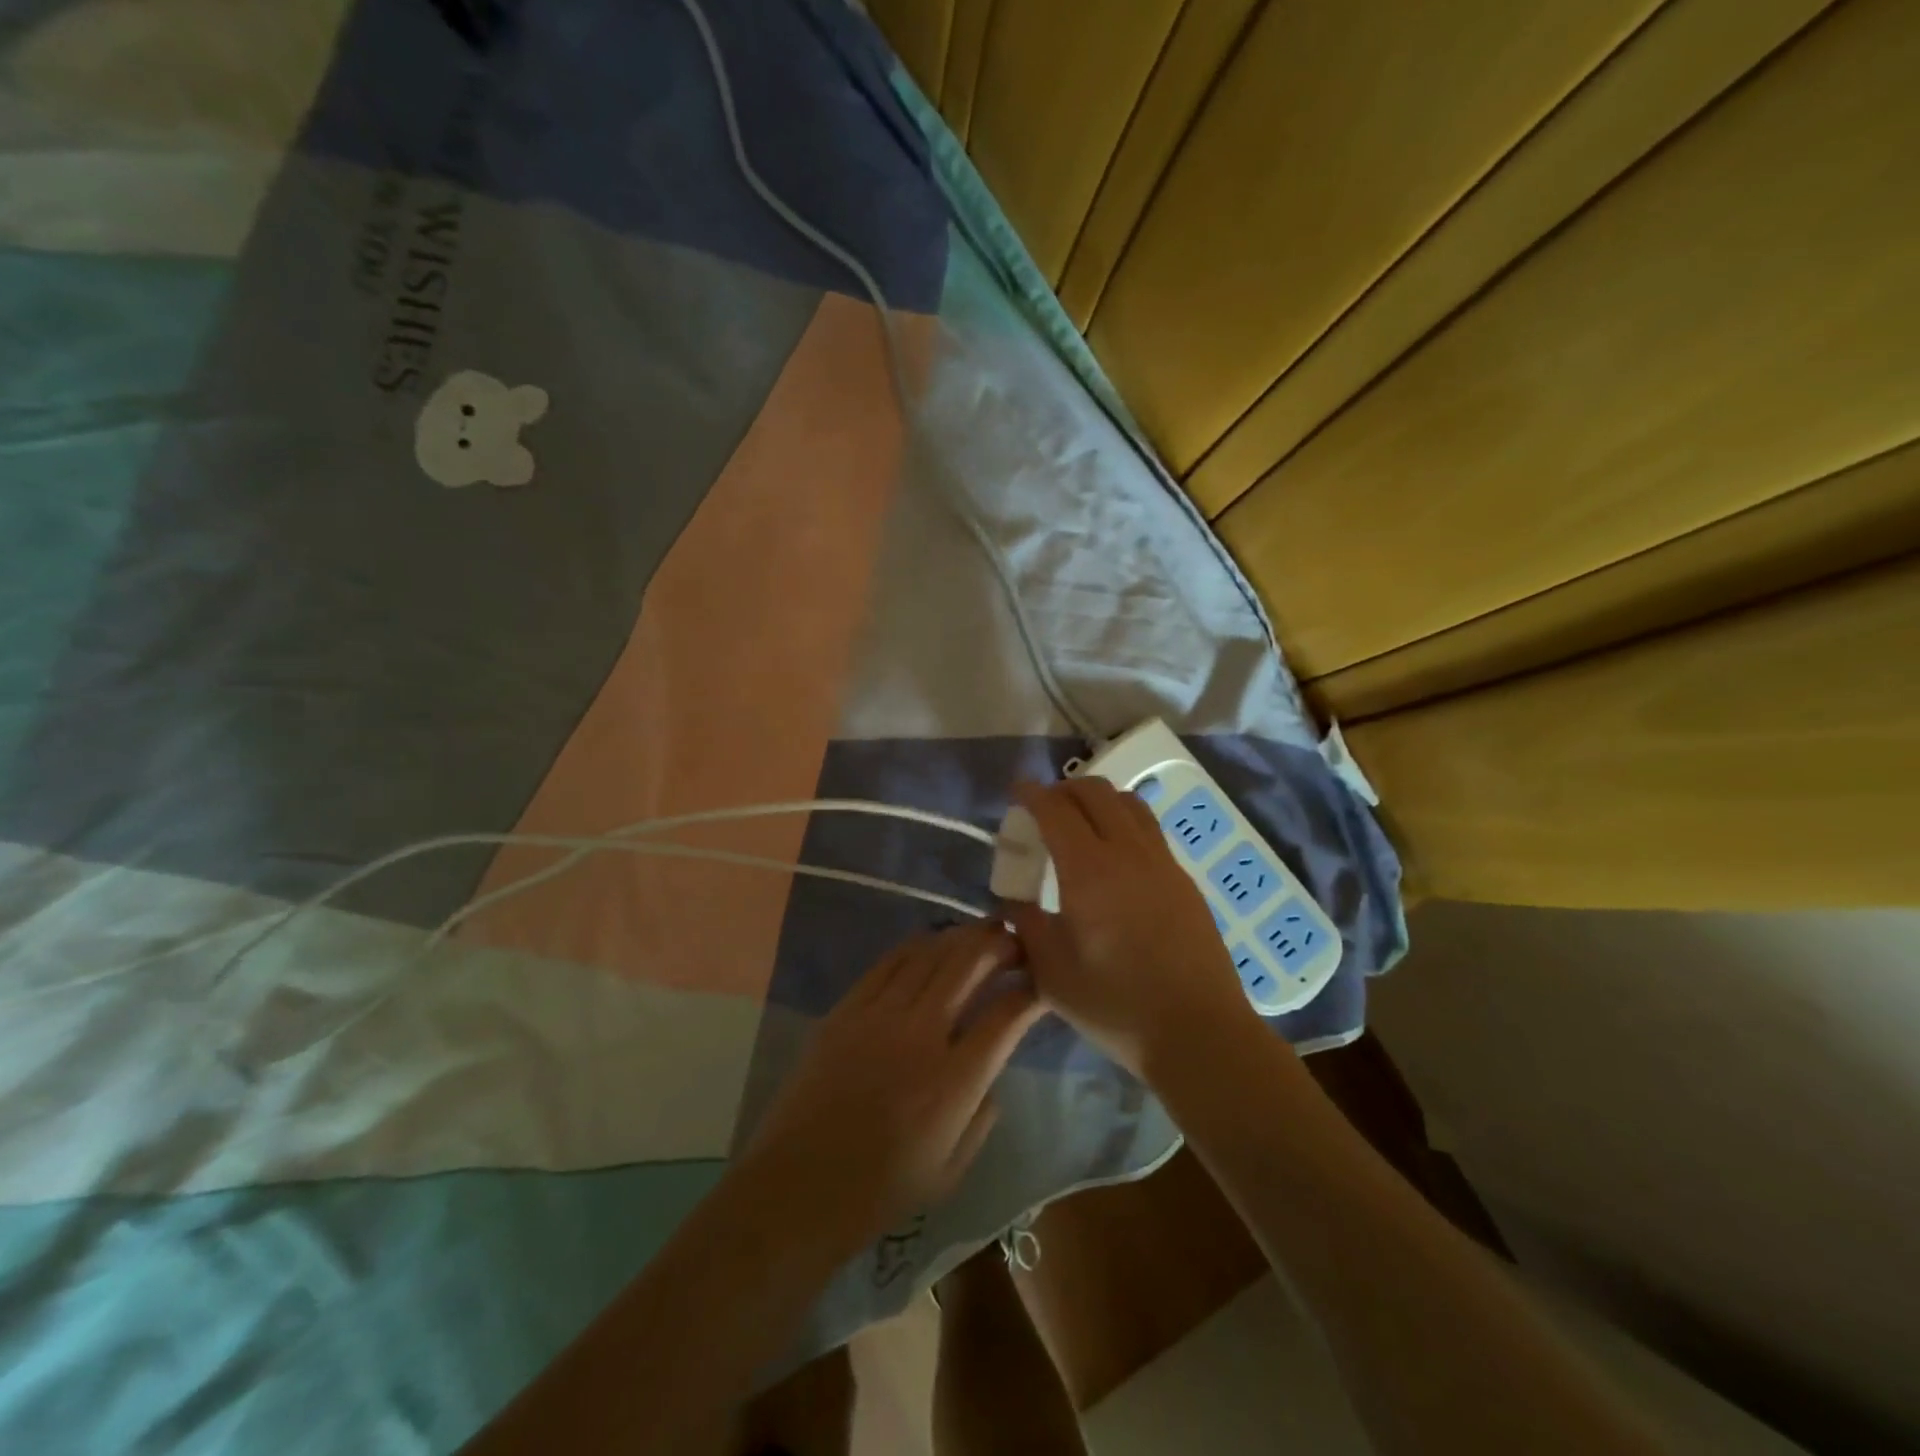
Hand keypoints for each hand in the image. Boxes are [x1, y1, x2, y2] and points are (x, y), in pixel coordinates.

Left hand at [740, 923, 1044, 1257]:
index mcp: (954, 1082)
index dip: (1031, 991)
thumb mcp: (953, 1170)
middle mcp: (922, 1035)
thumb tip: (991, 1070)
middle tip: (1016, 940)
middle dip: (1000, 944)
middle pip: (969, 964)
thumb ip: (984, 1115)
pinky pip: (890, 961)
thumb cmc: (881, 1190)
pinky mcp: (847, 1008)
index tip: (1041, 983)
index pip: (1007, 1015)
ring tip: (980, 934)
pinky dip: (918, 946)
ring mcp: (880, 1015)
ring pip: (931, 953)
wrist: (798, 1188)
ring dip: (962, 937)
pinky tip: (932, 944)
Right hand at [1006, 778, 1256, 1076]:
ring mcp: (1162, 862)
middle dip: (1063, 790)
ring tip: (1080, 823)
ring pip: (1128, 802)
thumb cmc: (1116, 1005)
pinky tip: (1114, 855)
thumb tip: (1014, 902)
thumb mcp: (1052, 973)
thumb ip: (1026, 926)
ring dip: (1098, 800)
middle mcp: (1128, 852)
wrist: (1199, 1031)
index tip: (1016, 790)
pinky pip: (1148, 828)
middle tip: (1043, 809)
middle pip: (1095, 792)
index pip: (1055, 809)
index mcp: (1089, 870)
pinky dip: (1123, 820)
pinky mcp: (1183, 878)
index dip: (1031, 793)